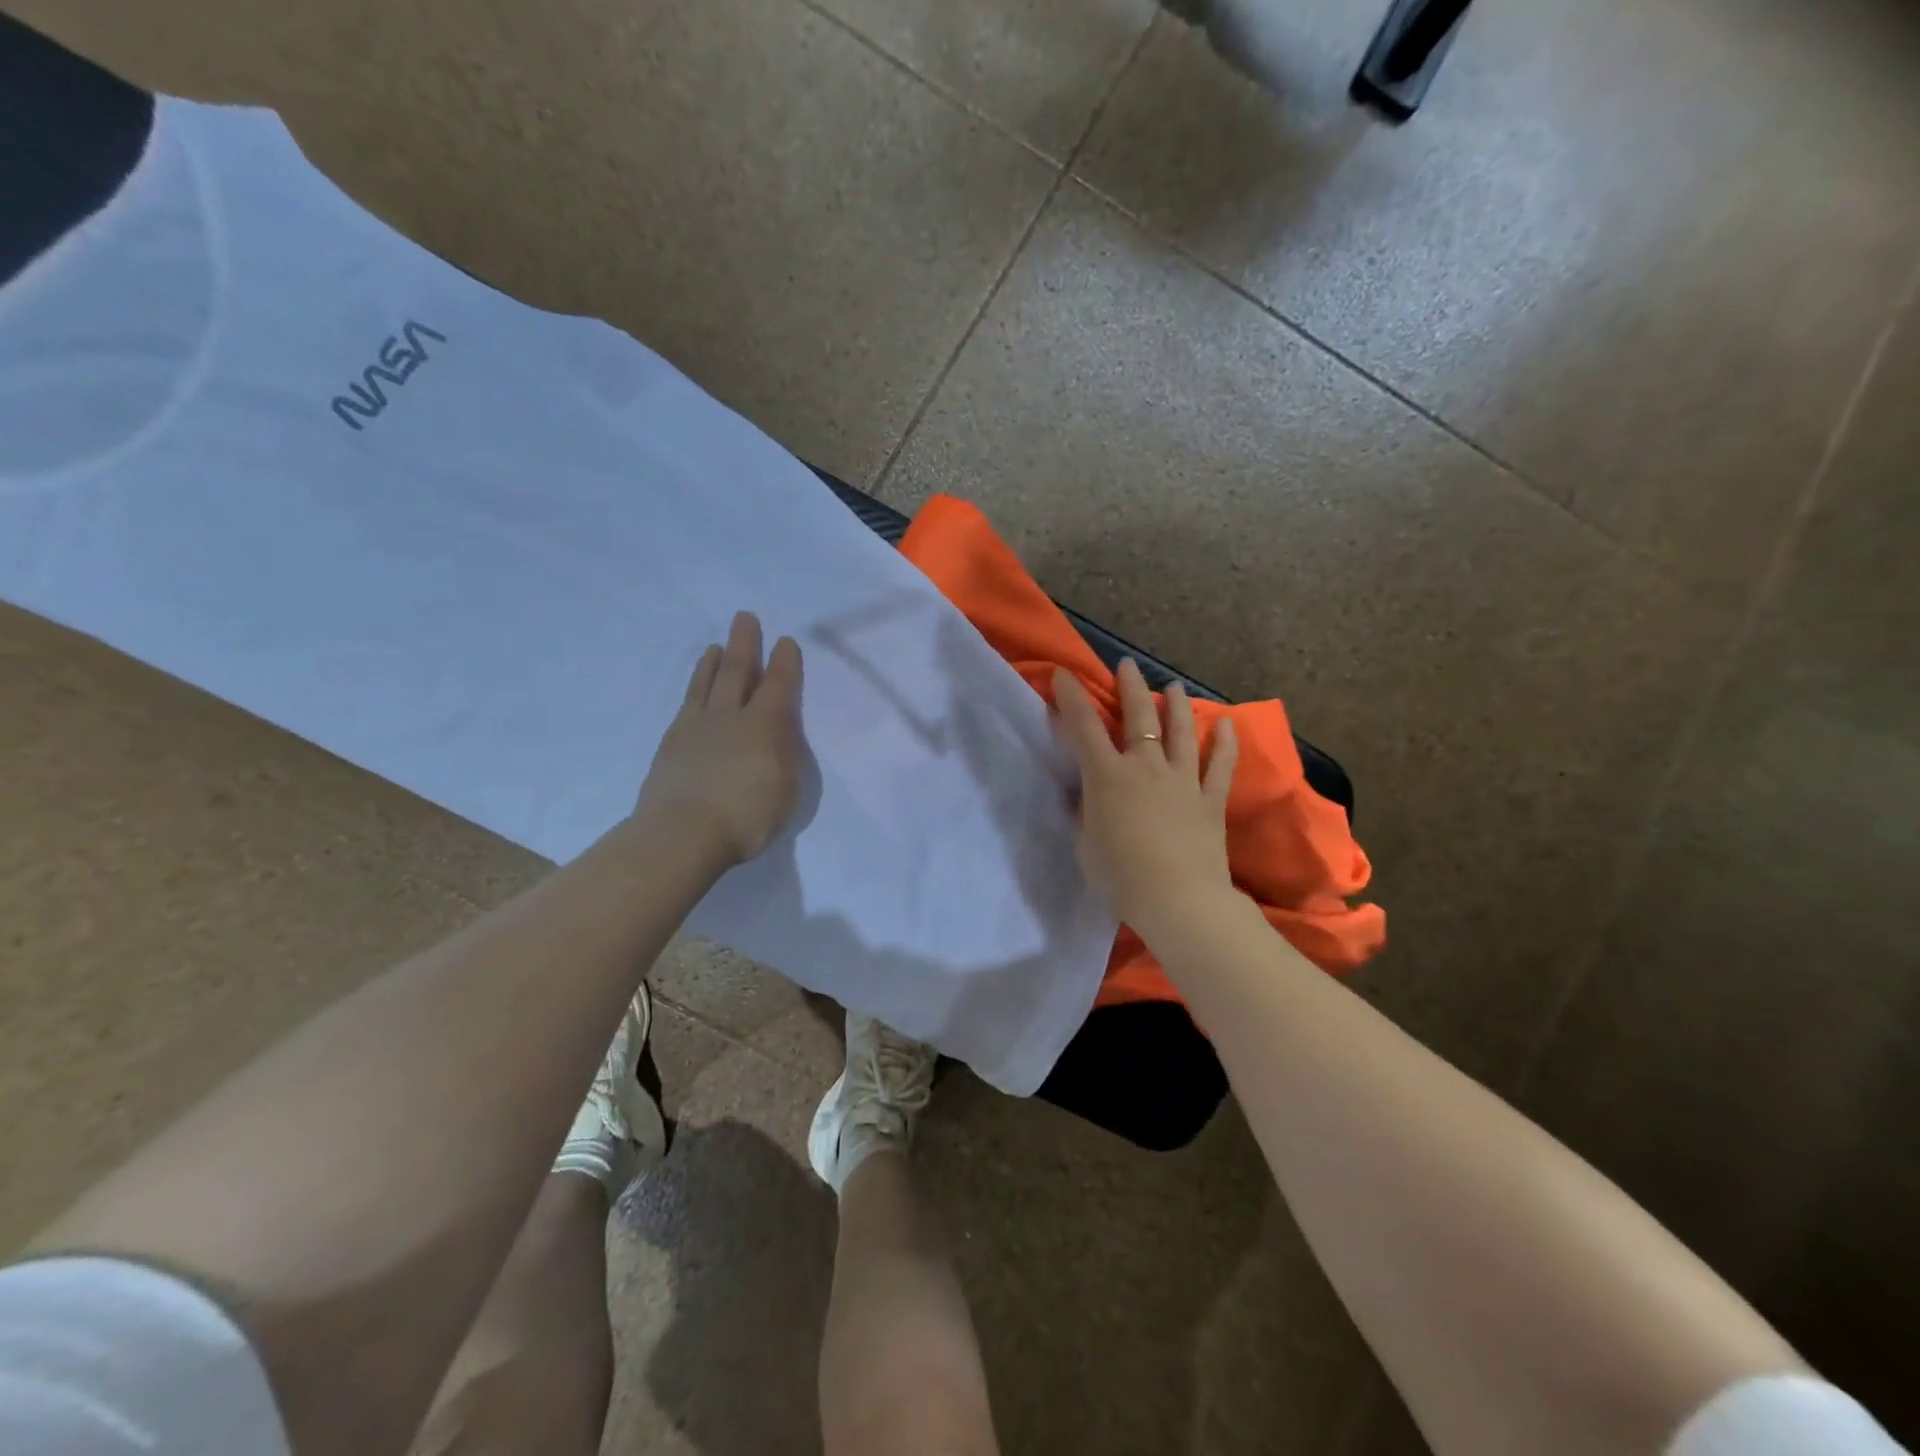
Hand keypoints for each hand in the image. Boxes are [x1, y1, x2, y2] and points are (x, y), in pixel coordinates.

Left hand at [634, 611, 804, 865]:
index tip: (786, 642)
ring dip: (714, 662)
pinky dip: (693, 688)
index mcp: (766, 726)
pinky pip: (686, 704)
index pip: (779, 686)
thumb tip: (779, 733)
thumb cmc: (748, 817)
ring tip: (717, 646)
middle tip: (744, 618)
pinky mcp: (672, 743)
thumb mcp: (786, 788)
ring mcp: (697, 728)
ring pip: (707, 684)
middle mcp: (731, 717)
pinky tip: (695, 689)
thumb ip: (785, 755)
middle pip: (739, 672)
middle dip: (745, 644)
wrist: (683, 833)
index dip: (785, 663)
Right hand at [1051, 659, 1239, 935]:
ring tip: (1172, 686)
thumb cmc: (1120, 876)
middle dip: (1130, 687)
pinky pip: (1220, 765)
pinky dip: (1224, 744)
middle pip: (1138, 717)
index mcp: (1107, 776)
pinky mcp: (1210, 800)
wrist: (1178, 901)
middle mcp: (1146, 766)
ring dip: (1176, 705)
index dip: (1071, 698)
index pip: (1083, 727)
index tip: (1064, 675)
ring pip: (1181, 731)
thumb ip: (1086, 812)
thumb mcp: (1085, 843)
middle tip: (1127, 666)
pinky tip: (1226, 726)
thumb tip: (1088, 796)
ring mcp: (1182, 780)